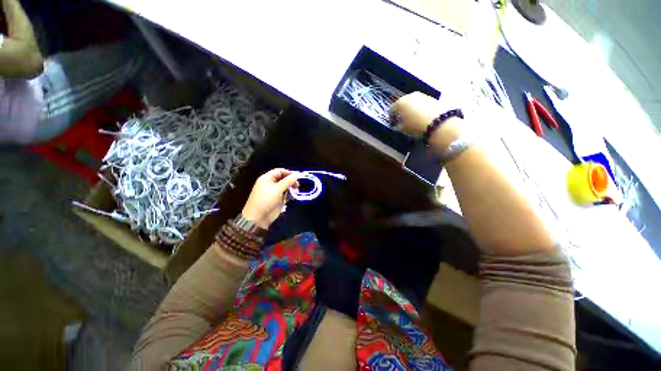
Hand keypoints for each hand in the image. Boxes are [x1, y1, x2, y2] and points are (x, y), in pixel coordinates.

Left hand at [242, 168, 299, 228]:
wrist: (257, 218)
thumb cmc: (265, 200)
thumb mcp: (277, 189)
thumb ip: (287, 181)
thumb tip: (296, 175)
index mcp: (267, 178)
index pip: (279, 171)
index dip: (288, 173)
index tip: (297, 177)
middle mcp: (271, 183)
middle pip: (283, 178)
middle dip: (291, 181)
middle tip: (297, 186)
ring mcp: (274, 192)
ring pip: (285, 186)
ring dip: (291, 188)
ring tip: (296, 191)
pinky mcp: (277, 199)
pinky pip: (285, 194)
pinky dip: (290, 194)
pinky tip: (293, 197)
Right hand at [391, 92, 462, 151]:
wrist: (439, 123)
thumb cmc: (416, 126)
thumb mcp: (403, 129)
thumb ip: (397, 126)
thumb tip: (396, 125)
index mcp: (400, 103)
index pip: (391, 109)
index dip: (391, 117)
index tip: (393, 123)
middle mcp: (410, 96)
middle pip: (402, 103)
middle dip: (401, 111)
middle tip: (402, 120)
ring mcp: (422, 95)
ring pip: (412, 102)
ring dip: (411, 109)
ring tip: (413, 119)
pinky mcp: (432, 97)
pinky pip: (421, 103)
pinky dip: (419, 108)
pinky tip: (421, 116)